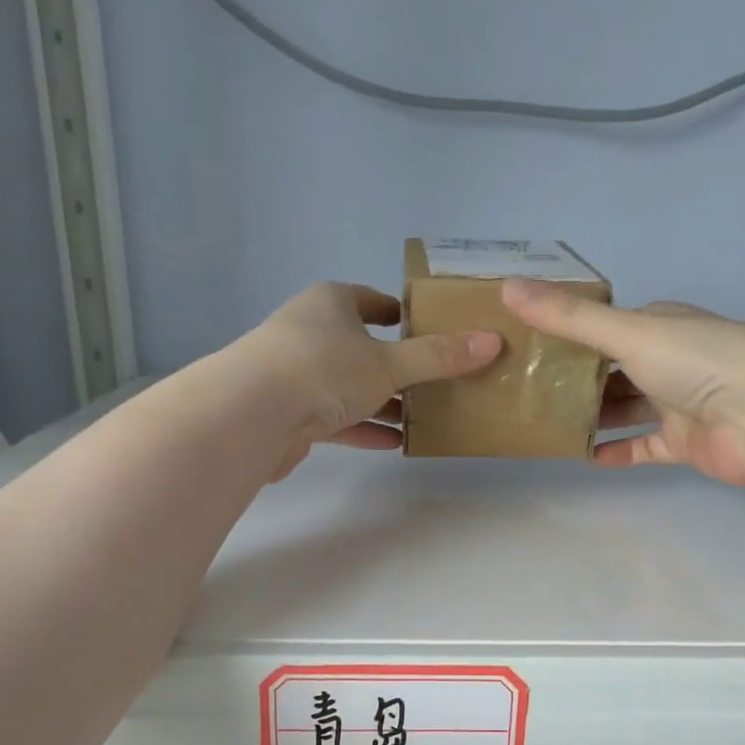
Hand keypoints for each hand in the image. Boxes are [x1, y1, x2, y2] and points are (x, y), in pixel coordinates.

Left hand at [238, 282, 501, 479]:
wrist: (252, 414)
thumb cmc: (324, 369)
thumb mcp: (390, 362)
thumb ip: (438, 357)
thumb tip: (492, 342)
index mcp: (331, 304)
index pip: (371, 300)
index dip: (400, 312)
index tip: (428, 327)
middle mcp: (311, 333)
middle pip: (363, 347)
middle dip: (398, 366)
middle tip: (437, 382)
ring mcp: (297, 375)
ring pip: (350, 387)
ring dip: (383, 403)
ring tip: (423, 418)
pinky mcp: (291, 414)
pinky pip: (337, 419)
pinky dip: (364, 428)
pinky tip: (392, 443)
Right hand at [503, 281, 744, 486]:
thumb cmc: (696, 361)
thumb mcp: (626, 332)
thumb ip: (568, 318)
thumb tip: (507, 287)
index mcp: (659, 326)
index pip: (608, 328)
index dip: (570, 336)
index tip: (529, 348)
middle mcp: (668, 361)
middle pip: (613, 371)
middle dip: (576, 381)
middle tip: (529, 393)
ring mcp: (677, 404)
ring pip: (626, 409)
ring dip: (594, 417)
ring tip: (548, 426)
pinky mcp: (684, 443)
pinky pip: (644, 447)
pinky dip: (618, 451)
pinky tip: (587, 456)